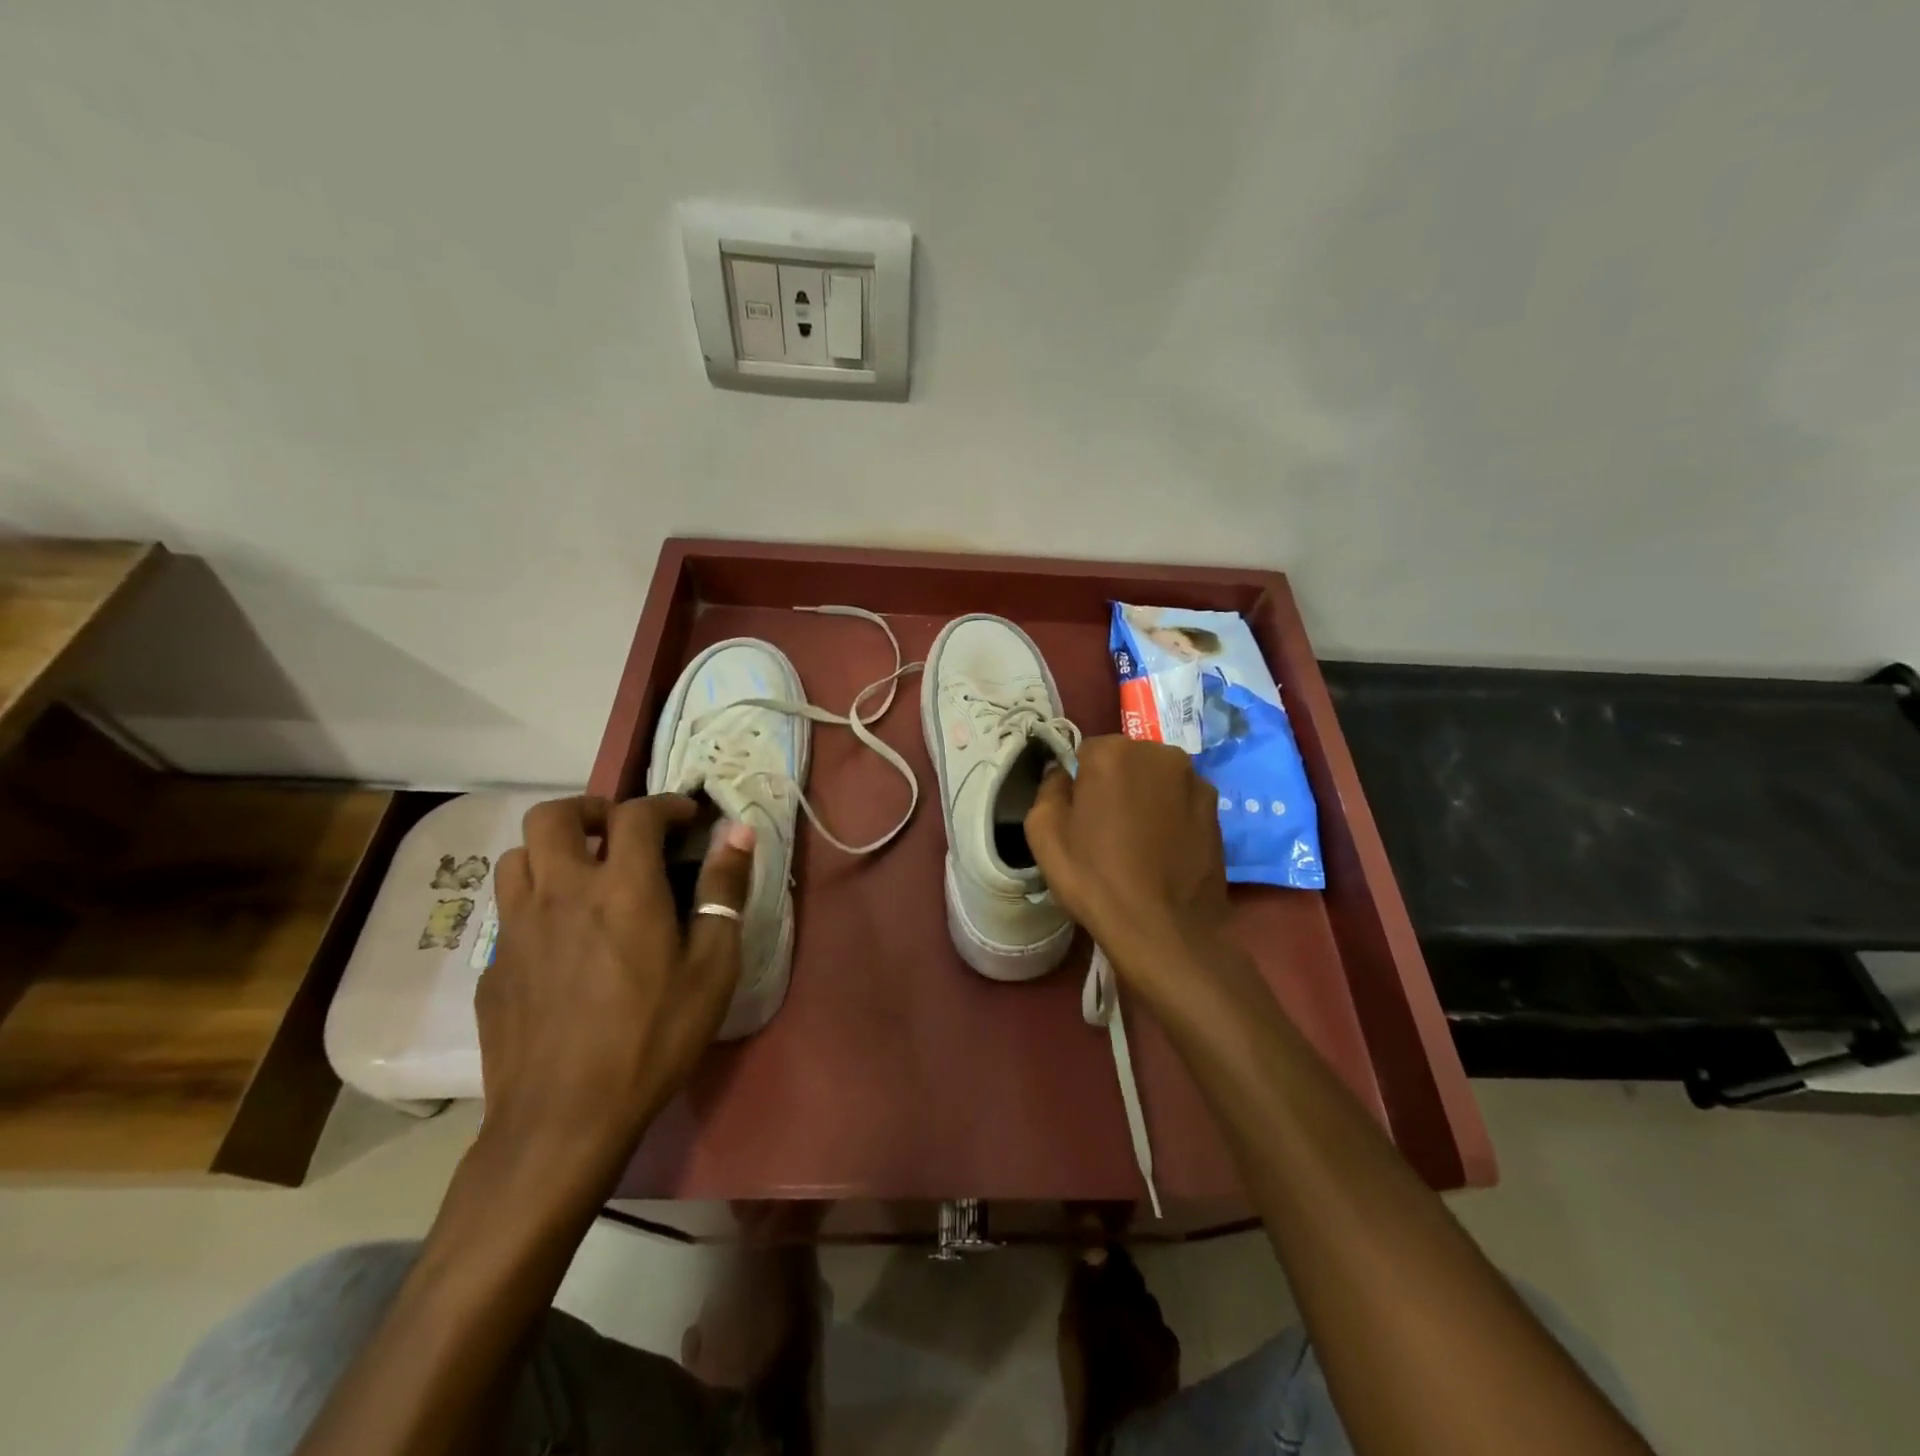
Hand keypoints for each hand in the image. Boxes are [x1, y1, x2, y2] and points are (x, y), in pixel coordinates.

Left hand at [478, 795, 753, 1185]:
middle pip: (553, 815)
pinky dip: (537, 903)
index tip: (687, 818)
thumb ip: (723, 891)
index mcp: (621, 888)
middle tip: (621, 834)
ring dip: (553, 851)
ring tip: (585, 876)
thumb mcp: (711, 967)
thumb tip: (739, 833)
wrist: (563, 1121)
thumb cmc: (653, 1038)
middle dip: (591, 810)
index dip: (665, 804)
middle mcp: (560, 892)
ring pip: (518, 856)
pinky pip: (508, 911)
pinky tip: (561, 941)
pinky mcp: (492, 966)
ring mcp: (516, 929)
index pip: (636, 814)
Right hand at [1024, 736, 1237, 1008]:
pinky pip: (1181, 800)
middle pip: (1125, 760)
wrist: (1165, 930)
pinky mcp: (1217, 809)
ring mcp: (1194, 780)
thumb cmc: (1096, 879)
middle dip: (1114, 784)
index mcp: (1113, 752)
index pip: (1085, 752)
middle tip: (1106, 829)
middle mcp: (1159, 753)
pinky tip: (1163, 850)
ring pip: (1155, 779)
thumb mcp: (1044, 833)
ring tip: (1138, 842)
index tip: (1078, 816)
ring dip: (1145, 797)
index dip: (1078, 783)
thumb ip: (1048, 788)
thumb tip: (1059, 772)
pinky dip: (1171, 815)